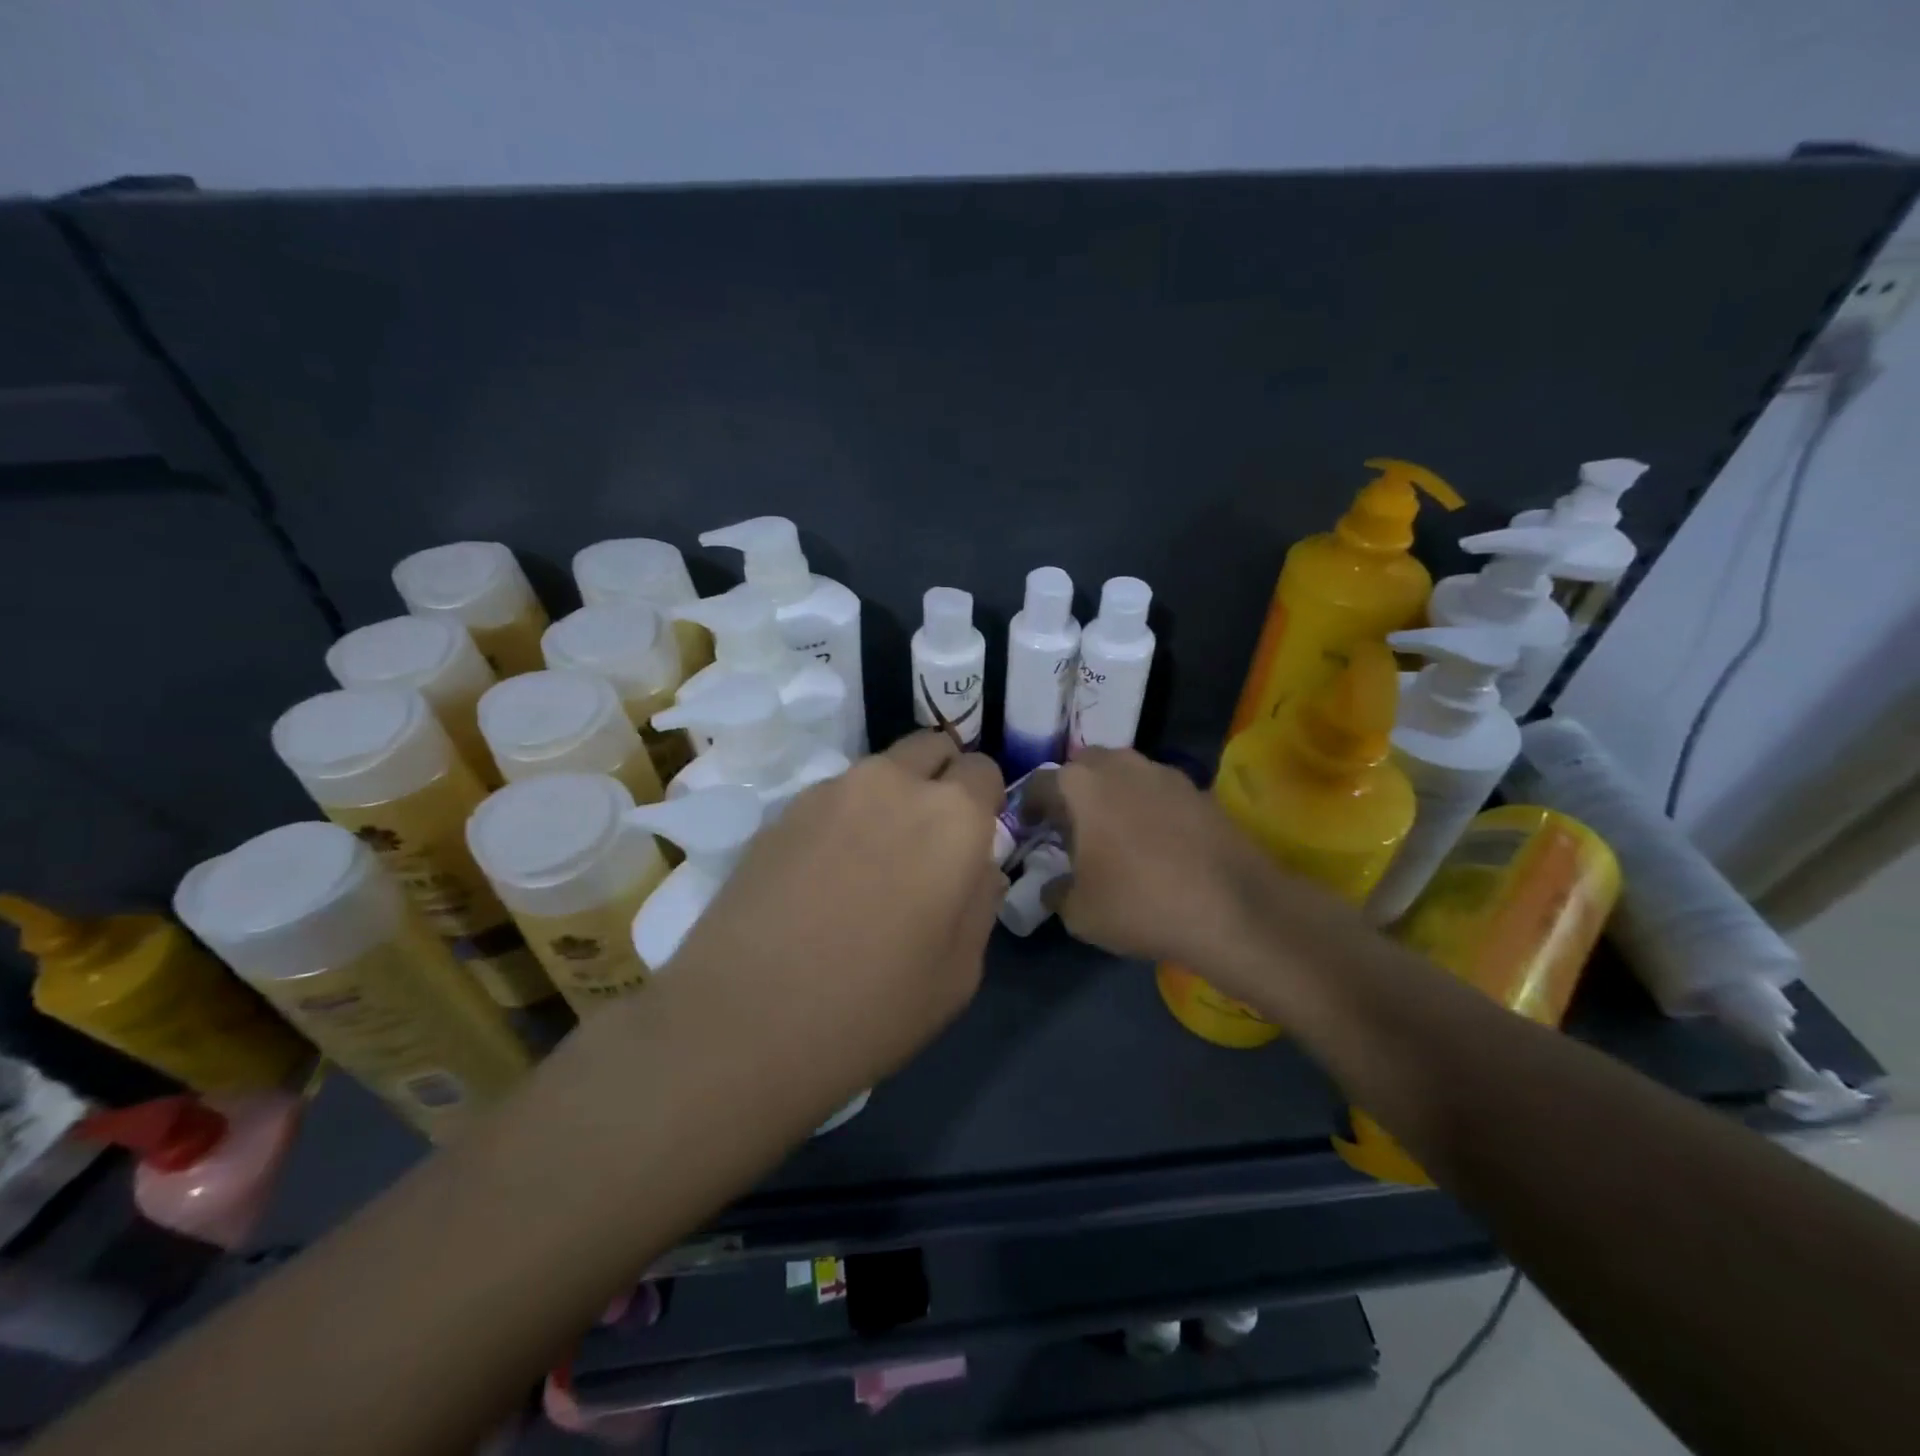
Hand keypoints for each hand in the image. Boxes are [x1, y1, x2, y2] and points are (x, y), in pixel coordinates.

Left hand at [661, 733, 1005, 1111]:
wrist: (742, 1020)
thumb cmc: (871, 1007)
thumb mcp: (958, 973)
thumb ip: (981, 902)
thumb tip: (978, 867)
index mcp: (952, 816)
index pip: (984, 771)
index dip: (984, 803)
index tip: (971, 844)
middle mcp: (893, 783)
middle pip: (931, 748)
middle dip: (940, 780)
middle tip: (927, 842)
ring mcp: (831, 791)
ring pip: (880, 771)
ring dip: (890, 798)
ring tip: (870, 862)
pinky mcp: (781, 810)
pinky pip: (833, 797)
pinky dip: (844, 818)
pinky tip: (823, 875)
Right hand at [1025, 748, 1274, 966]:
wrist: (1234, 909)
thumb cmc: (1140, 904)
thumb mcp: (1079, 912)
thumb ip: (1056, 891)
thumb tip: (1053, 885)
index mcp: (1081, 785)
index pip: (1039, 784)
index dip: (1028, 806)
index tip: (1029, 827)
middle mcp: (1120, 765)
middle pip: (1083, 768)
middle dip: (1072, 792)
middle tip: (1071, 827)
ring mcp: (1164, 773)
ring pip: (1124, 774)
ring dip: (1112, 795)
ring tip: (1114, 833)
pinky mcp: (1199, 789)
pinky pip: (1157, 791)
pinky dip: (1147, 807)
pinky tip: (1155, 841)